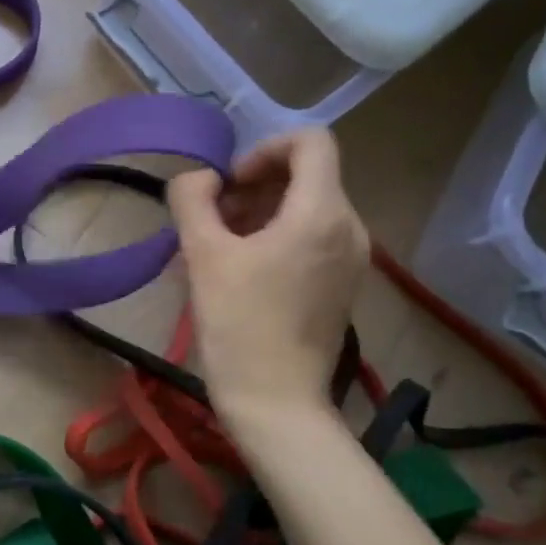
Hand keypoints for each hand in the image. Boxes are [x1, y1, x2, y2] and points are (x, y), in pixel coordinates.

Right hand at [167, 129, 368, 422]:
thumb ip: (193, 199)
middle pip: (307, 174)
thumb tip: (200, 179)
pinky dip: (279, 236)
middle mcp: (349, 228)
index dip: (264, 149)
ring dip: (263, 210)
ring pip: (309, 206)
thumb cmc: (239, 325)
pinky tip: (243, 269)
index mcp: (321, 213)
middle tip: (215, 217)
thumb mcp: (203, 255)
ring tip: (222, 245)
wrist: (276, 403)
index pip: (310, 141)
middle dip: (256, 184)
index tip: (230, 185)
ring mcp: (352, 259)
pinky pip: (314, 237)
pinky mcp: (343, 285)